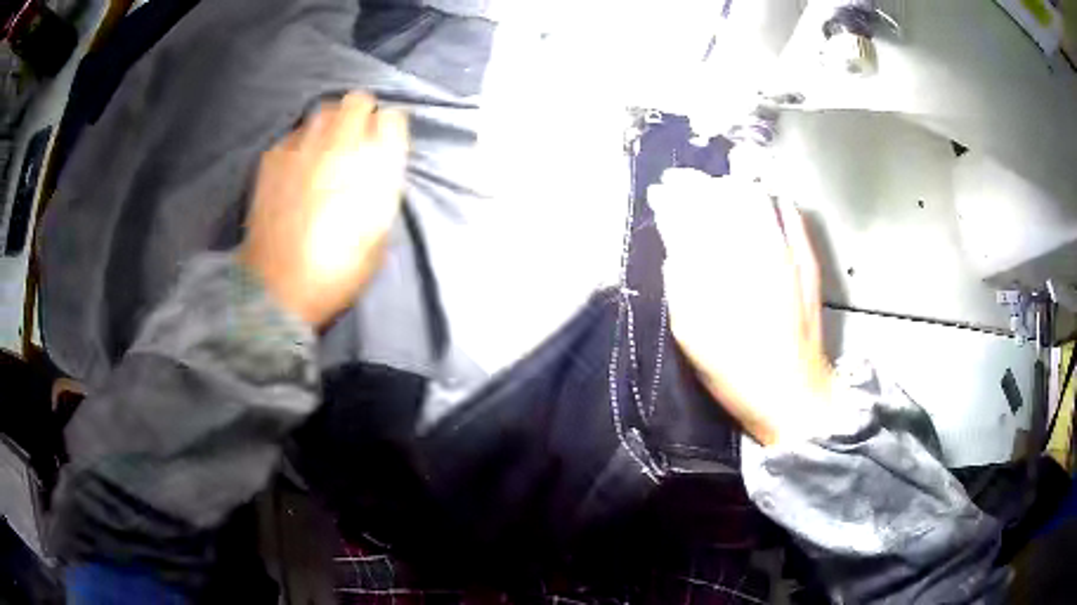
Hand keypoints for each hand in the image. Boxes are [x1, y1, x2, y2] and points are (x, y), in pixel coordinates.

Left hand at [240, 93, 408, 326]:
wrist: (277, 287)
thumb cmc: (335, 271)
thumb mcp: (378, 237)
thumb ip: (382, 190)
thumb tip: (379, 165)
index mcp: (375, 167)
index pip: (392, 119)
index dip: (390, 128)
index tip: (385, 142)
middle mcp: (340, 146)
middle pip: (358, 101)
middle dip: (362, 114)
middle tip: (356, 137)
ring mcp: (303, 148)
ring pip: (324, 109)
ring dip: (331, 122)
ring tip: (326, 146)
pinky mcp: (273, 157)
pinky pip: (295, 133)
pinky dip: (301, 141)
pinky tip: (298, 165)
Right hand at [650, 169, 831, 446]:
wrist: (793, 395)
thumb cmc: (735, 372)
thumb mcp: (693, 336)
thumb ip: (680, 285)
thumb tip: (675, 250)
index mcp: (721, 269)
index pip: (692, 216)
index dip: (673, 199)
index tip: (660, 192)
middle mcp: (754, 252)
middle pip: (724, 197)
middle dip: (700, 184)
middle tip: (684, 182)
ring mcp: (785, 254)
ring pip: (757, 200)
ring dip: (732, 186)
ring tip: (718, 187)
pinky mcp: (807, 263)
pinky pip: (791, 218)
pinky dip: (775, 201)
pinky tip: (766, 198)